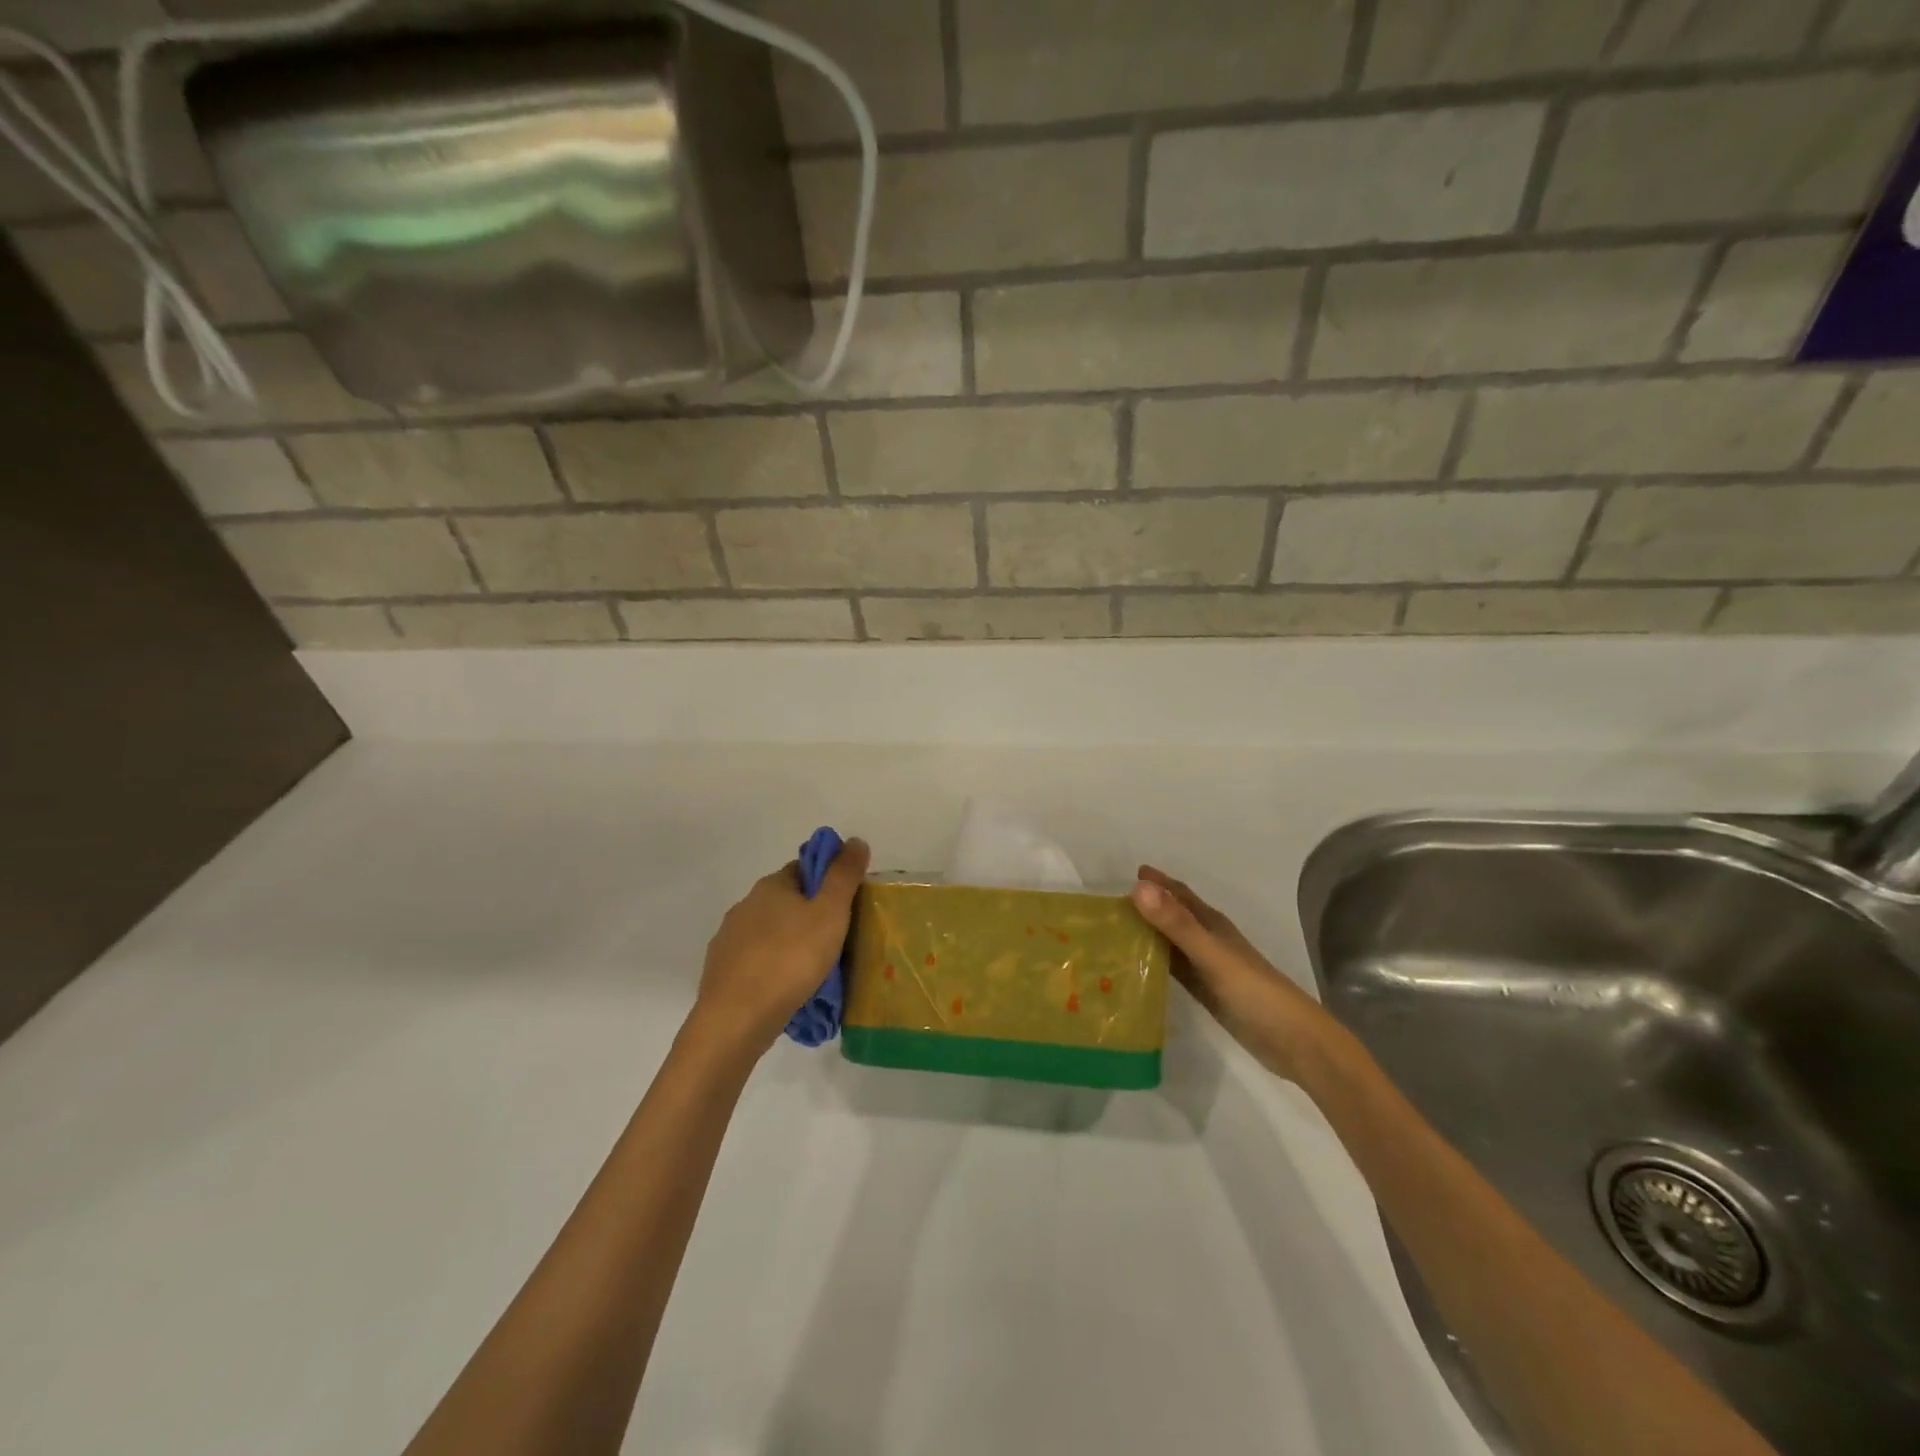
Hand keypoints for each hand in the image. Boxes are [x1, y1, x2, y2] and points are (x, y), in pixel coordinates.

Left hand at [689, 838, 871, 1055]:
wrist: (737, 1019)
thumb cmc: (790, 958)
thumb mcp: (830, 912)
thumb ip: (844, 876)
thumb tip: (855, 840)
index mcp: (771, 886)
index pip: (803, 869)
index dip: (827, 881)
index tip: (847, 904)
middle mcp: (745, 906)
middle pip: (786, 901)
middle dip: (810, 915)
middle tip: (838, 940)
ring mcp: (728, 940)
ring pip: (770, 933)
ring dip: (790, 943)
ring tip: (816, 970)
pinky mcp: (722, 973)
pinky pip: (756, 962)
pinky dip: (773, 968)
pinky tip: (788, 989)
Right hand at [1130, 865, 1335, 1081]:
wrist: (1292, 1041)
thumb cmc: (1253, 990)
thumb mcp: (1211, 953)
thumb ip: (1176, 923)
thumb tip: (1138, 887)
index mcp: (1212, 924)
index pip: (1180, 895)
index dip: (1158, 883)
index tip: (1130, 875)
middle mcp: (1209, 941)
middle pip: (1173, 917)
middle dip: (1147, 908)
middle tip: (1110, 908)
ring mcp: (1208, 968)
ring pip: (1172, 944)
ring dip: (1148, 936)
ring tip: (1115, 935)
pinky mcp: (1207, 993)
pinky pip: (1174, 970)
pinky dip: (1155, 964)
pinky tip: (1135, 970)